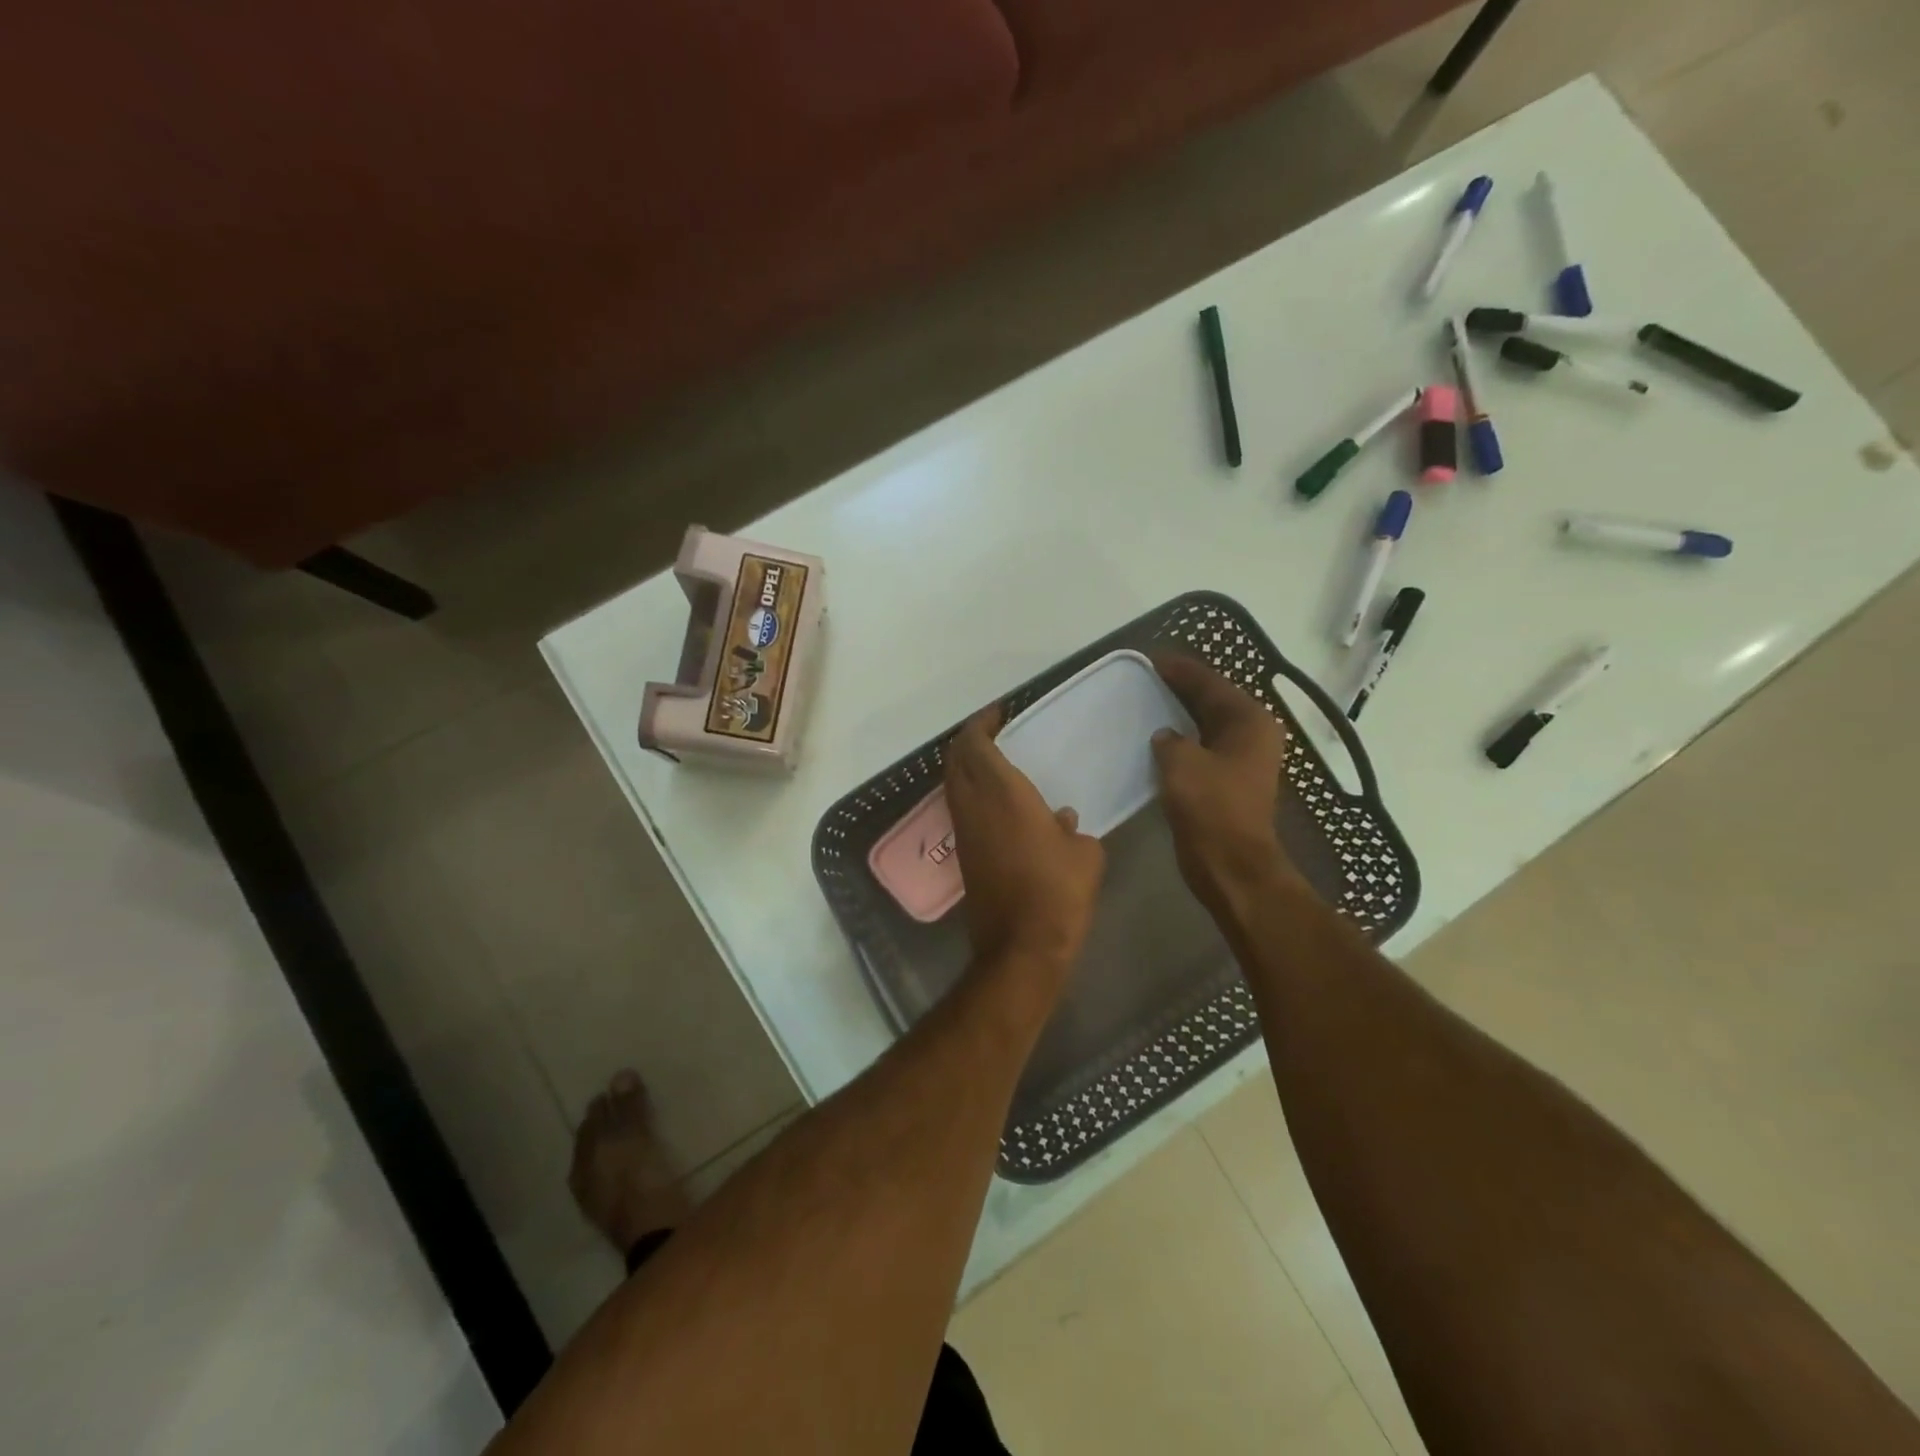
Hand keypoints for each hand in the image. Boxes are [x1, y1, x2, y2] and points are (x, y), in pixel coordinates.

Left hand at [944, 706, 1105, 983]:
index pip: (976, 744)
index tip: (998, 712)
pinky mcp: (963, 855)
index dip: (981, 723)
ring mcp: (964, 831)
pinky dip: (970, 792)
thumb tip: (1060, 820)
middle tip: (993, 731)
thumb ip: (1072, 829)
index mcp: (1003, 794)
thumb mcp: (1084, 854)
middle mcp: (974, 806)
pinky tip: (998, 801)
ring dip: (965, 765)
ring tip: (994, 760)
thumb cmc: (1058, 893)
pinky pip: (960, 808)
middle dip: (968, 739)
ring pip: (953, 784)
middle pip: (955, 759)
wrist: (1021, 947)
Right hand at [1149, 653, 1296, 913]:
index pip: (1211, 683)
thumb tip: (1166, 737)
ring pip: (1207, 725)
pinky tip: (1158, 740)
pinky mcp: (1229, 782)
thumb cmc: (1210, 807)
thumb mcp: (1181, 763)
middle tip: (1148, 676)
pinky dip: (1182, 740)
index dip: (1181, 670)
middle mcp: (1252, 735)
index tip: (1153, 658)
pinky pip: (1203, 748)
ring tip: (1149, 701)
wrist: (1230, 864)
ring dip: (1181, 715)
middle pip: (1213, 701)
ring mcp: (1243, 760)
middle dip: (1182, 688)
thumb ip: (1170, 740)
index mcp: (1249, 721)